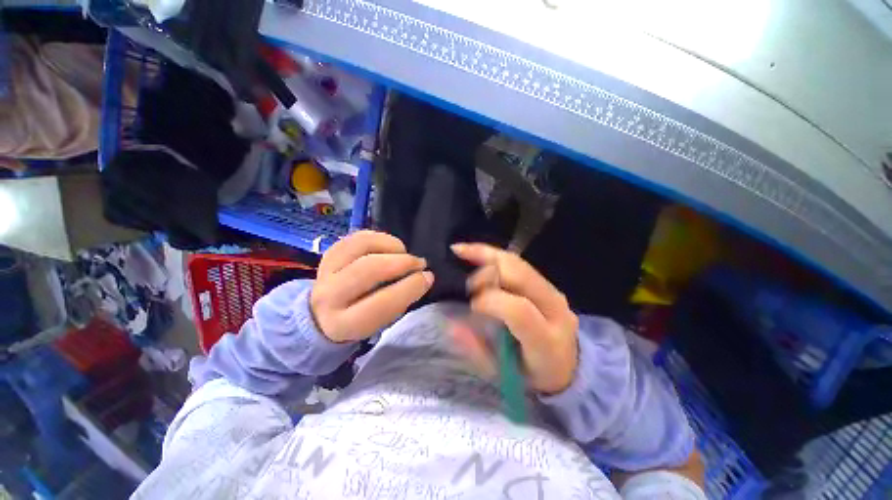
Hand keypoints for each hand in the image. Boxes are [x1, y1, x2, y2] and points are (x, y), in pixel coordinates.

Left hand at [311, 230, 433, 342]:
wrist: (322, 315)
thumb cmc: (361, 320)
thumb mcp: (380, 324)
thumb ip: (399, 303)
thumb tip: (423, 277)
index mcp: (343, 324)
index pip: (381, 304)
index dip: (410, 287)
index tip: (428, 277)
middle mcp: (328, 296)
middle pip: (369, 269)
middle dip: (403, 262)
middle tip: (420, 263)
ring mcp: (325, 270)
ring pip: (362, 245)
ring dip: (391, 246)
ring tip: (404, 252)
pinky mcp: (329, 252)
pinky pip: (358, 236)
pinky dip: (380, 237)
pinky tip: (391, 247)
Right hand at [452, 243, 578, 394]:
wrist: (568, 367)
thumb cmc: (531, 375)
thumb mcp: (502, 373)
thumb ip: (475, 348)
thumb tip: (451, 324)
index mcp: (547, 340)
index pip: (518, 309)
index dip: (489, 301)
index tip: (471, 307)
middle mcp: (555, 309)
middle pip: (518, 275)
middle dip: (485, 274)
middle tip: (466, 285)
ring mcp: (553, 291)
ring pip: (516, 262)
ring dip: (485, 255)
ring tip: (460, 252)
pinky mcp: (547, 283)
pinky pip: (517, 262)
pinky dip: (492, 254)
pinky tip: (473, 251)